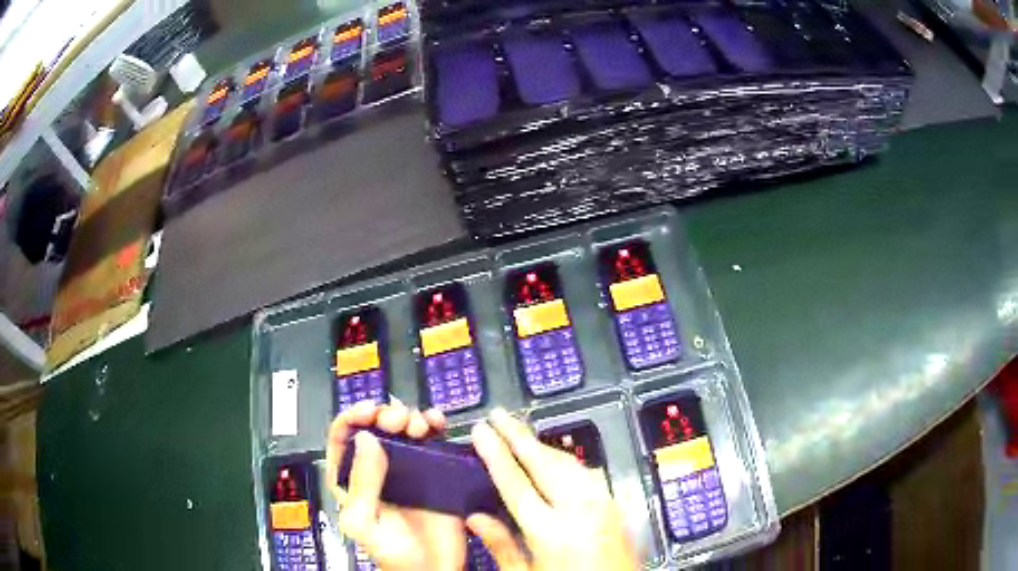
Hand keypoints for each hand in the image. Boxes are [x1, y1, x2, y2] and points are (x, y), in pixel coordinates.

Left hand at [325, 401, 465, 570]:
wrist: (435, 570)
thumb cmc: (394, 556)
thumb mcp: (364, 523)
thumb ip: (360, 485)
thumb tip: (365, 440)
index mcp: (353, 481)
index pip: (343, 440)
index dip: (352, 419)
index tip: (367, 412)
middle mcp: (379, 471)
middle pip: (375, 429)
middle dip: (384, 416)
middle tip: (395, 420)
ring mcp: (408, 470)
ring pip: (403, 431)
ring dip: (409, 417)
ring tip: (418, 424)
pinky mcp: (435, 473)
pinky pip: (433, 442)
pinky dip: (434, 426)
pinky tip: (436, 422)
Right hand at [467, 408, 638, 570]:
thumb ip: (502, 546)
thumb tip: (475, 518)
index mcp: (552, 532)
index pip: (516, 483)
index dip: (495, 453)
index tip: (480, 431)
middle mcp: (581, 511)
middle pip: (544, 462)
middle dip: (518, 435)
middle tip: (498, 416)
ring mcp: (603, 505)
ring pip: (568, 463)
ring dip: (541, 445)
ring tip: (519, 433)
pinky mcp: (615, 506)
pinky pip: (586, 473)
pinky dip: (564, 460)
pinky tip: (553, 459)